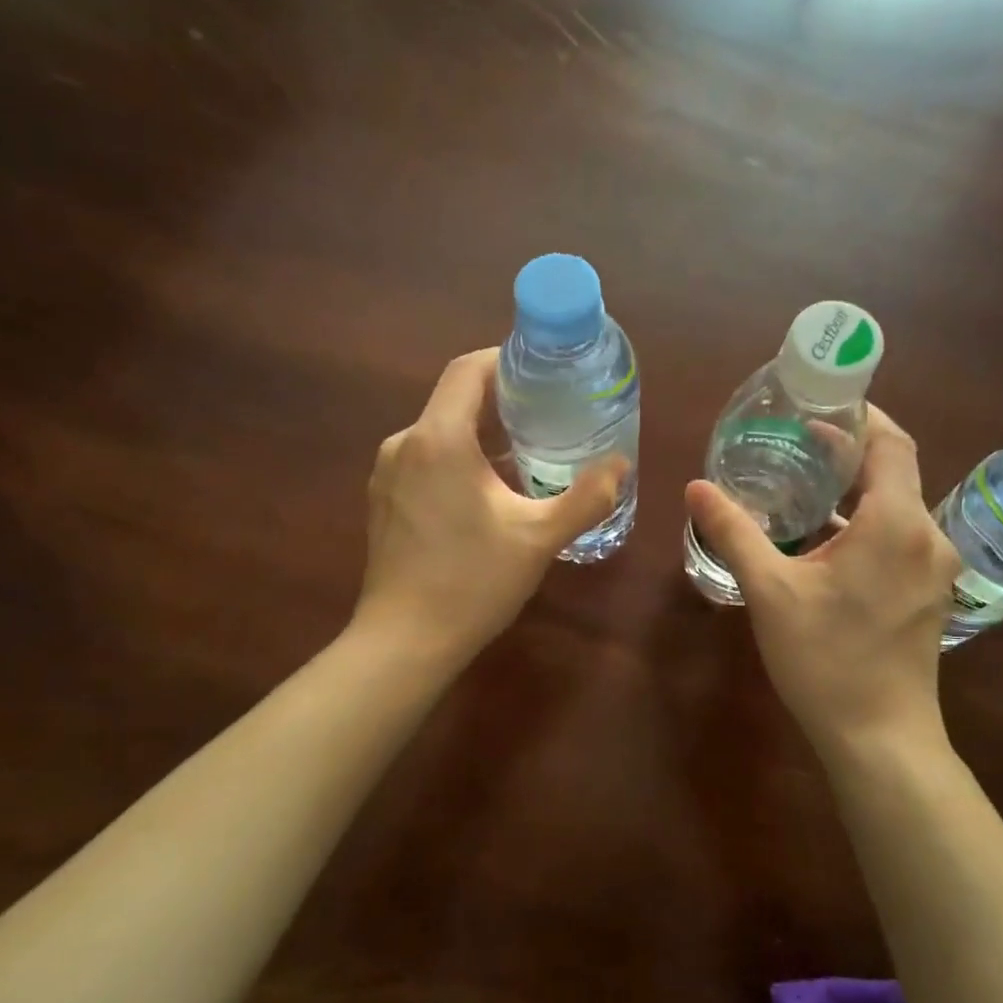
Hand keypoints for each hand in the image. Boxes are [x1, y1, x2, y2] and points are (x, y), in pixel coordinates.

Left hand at [355, 349, 625, 663]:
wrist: (404, 642)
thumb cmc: (472, 583)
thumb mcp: (539, 538)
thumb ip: (586, 497)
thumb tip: (620, 465)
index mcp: (438, 439)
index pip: (467, 370)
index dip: (504, 360)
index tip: (541, 373)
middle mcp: (404, 444)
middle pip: (453, 400)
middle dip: (499, 401)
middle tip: (546, 415)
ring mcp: (386, 474)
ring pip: (437, 433)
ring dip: (478, 434)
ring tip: (523, 454)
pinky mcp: (382, 501)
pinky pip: (423, 460)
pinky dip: (455, 460)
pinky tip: (484, 492)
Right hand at [684, 408, 960, 750]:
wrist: (879, 738)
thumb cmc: (825, 659)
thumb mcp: (770, 591)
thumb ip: (734, 532)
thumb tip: (696, 487)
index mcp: (895, 523)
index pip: (891, 443)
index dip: (861, 416)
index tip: (821, 405)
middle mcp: (927, 536)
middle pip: (895, 472)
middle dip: (851, 451)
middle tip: (799, 441)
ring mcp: (934, 569)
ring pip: (898, 507)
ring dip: (856, 490)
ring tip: (805, 484)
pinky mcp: (928, 594)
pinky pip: (900, 538)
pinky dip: (866, 523)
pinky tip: (825, 539)